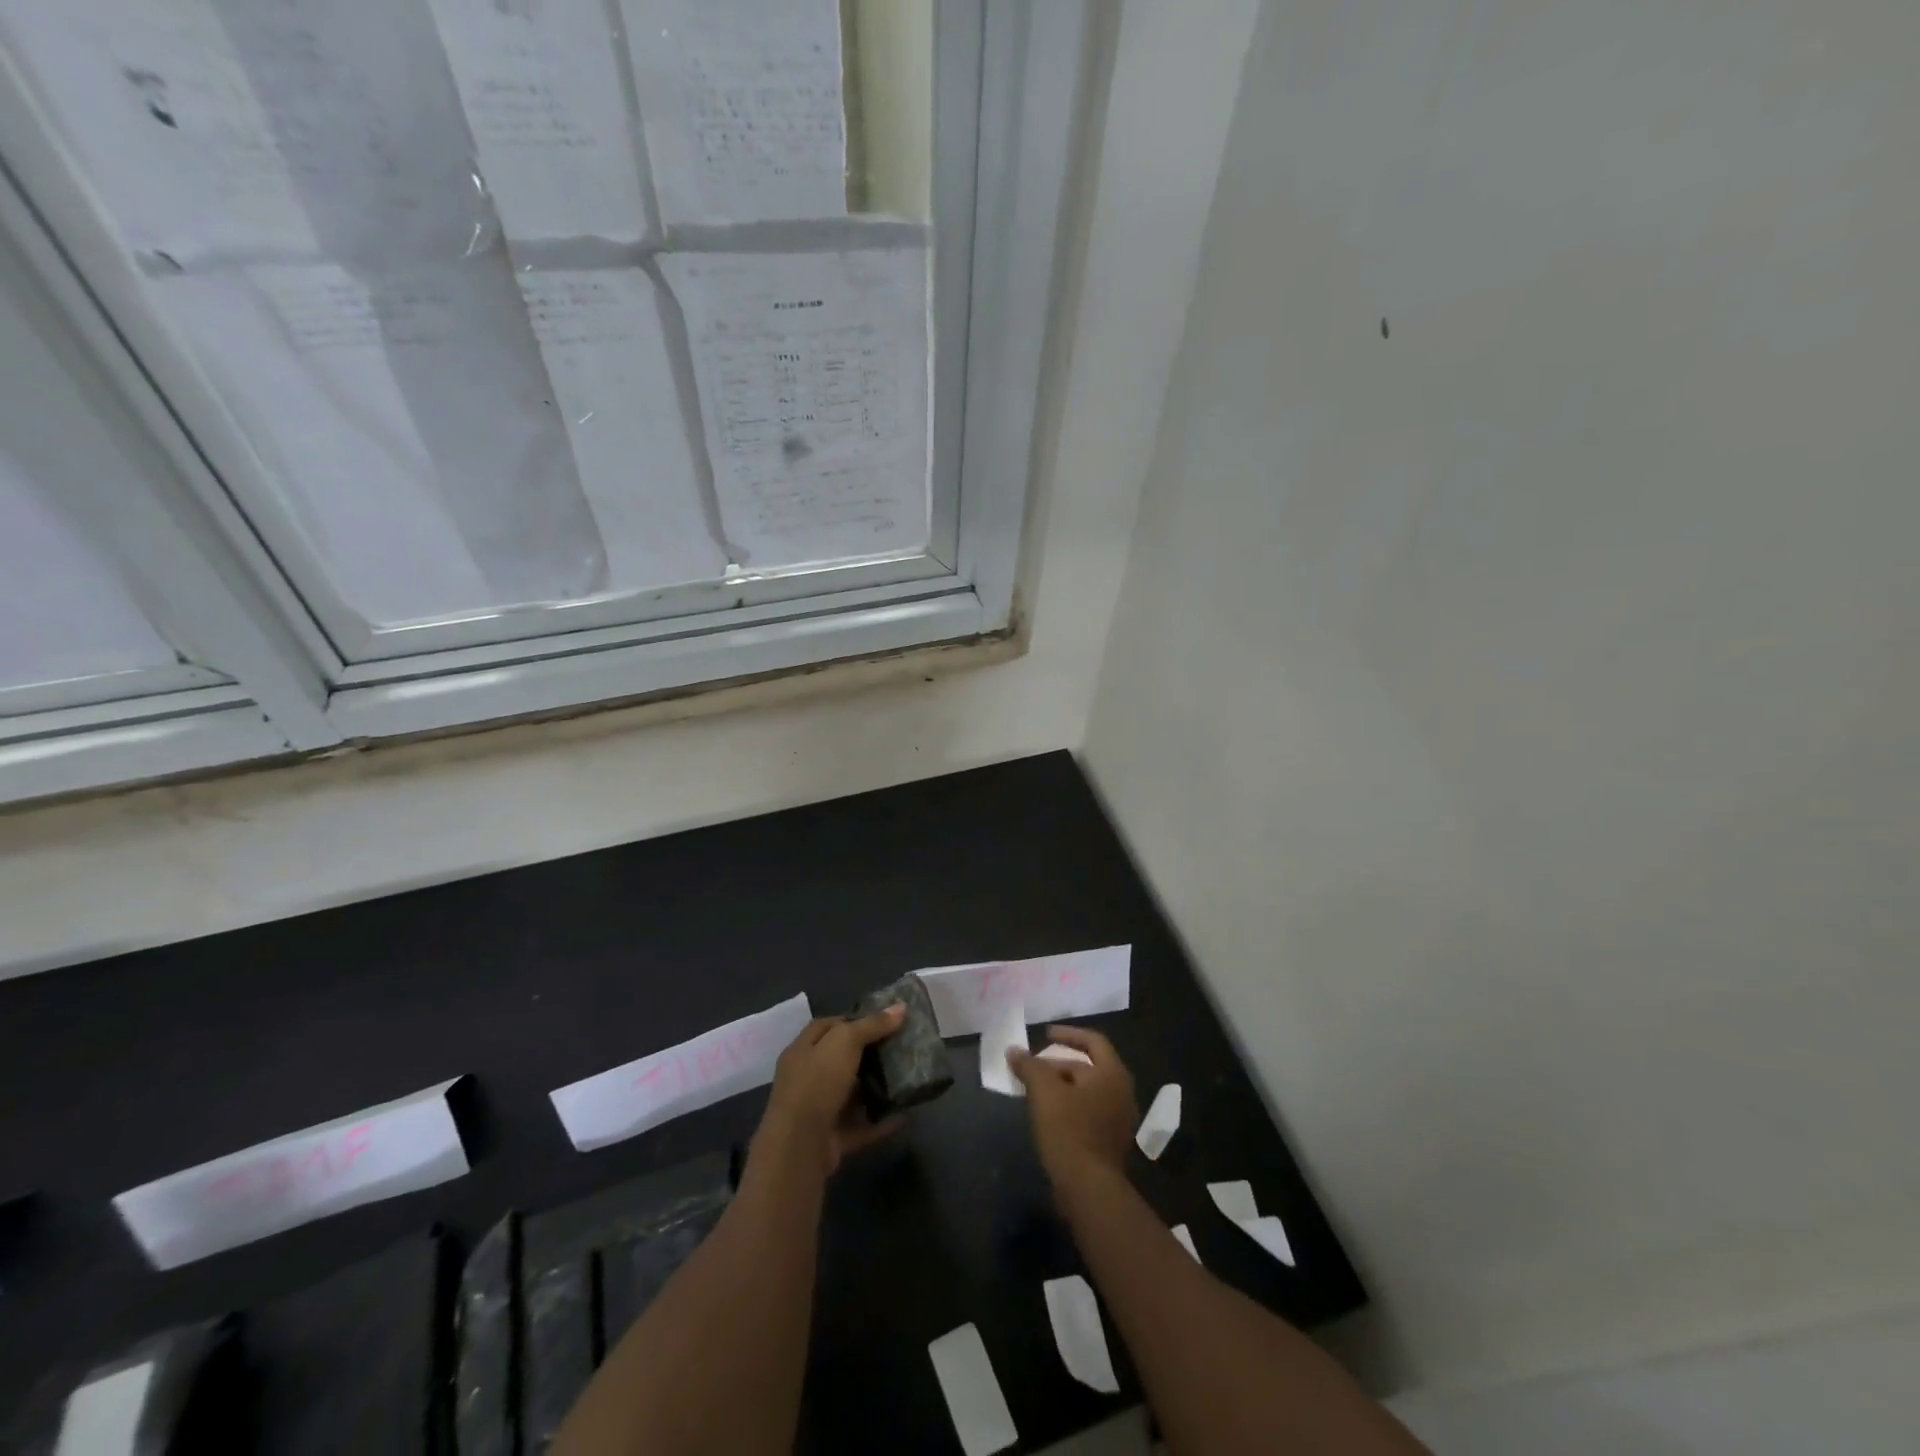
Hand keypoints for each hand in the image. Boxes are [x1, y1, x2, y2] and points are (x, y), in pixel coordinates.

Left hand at [757, 1005, 906, 1175]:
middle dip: (868, 1054)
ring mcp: (818, 1110)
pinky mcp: (831, 1138)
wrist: (799, 1146)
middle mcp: (807, 1078)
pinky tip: (904, 1115)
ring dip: (874, 1088)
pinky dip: (880, 1122)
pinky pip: (861, 1126)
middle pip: (840, 1060)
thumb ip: (872, 1025)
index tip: (882, 1020)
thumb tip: (901, 1007)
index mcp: (802, 1050)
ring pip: (850, 1094)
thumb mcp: (845, 1042)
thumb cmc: (817, 1082)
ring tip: (905, 1078)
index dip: (852, 1020)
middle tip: (898, 1047)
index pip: (827, 1027)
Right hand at [1009, 1026, 1136, 1189]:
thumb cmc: (1069, 1131)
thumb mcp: (1044, 1092)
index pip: (1093, 1041)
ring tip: (1035, 1090)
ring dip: (1062, 1086)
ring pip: (1087, 1091)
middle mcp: (1122, 1092)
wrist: (1089, 1189)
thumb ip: (1030, 1066)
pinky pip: (1088, 1111)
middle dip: (1058, 1064)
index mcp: (1112, 1074)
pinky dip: (1069, 1105)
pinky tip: (1048, 1114)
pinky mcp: (1110, 1141)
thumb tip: (1014, 1050)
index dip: (1068, 1033)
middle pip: (1088, 1067)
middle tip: (1033, 1068)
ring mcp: (1119, 1119)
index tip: (1045, 1034)